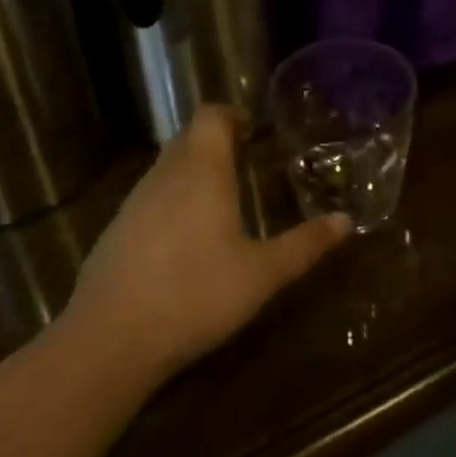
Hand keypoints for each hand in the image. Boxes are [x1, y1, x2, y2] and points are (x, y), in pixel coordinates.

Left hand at [61, 108, 349, 382]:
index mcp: (202, 171)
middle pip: (188, 138)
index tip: (252, 130)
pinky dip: (171, 200)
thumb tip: (347, 221)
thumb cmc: (195, 295)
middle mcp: (166, 175)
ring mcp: (134, 202)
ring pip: (166, 167)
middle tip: (244, 160)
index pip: (210, 116)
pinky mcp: (115, 231)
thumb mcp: (262, 274)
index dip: (230, 115)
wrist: (108, 341)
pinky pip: (149, 197)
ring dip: (192, 170)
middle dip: (215, 141)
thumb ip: (305, 245)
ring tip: (220, 199)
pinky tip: (184, 239)